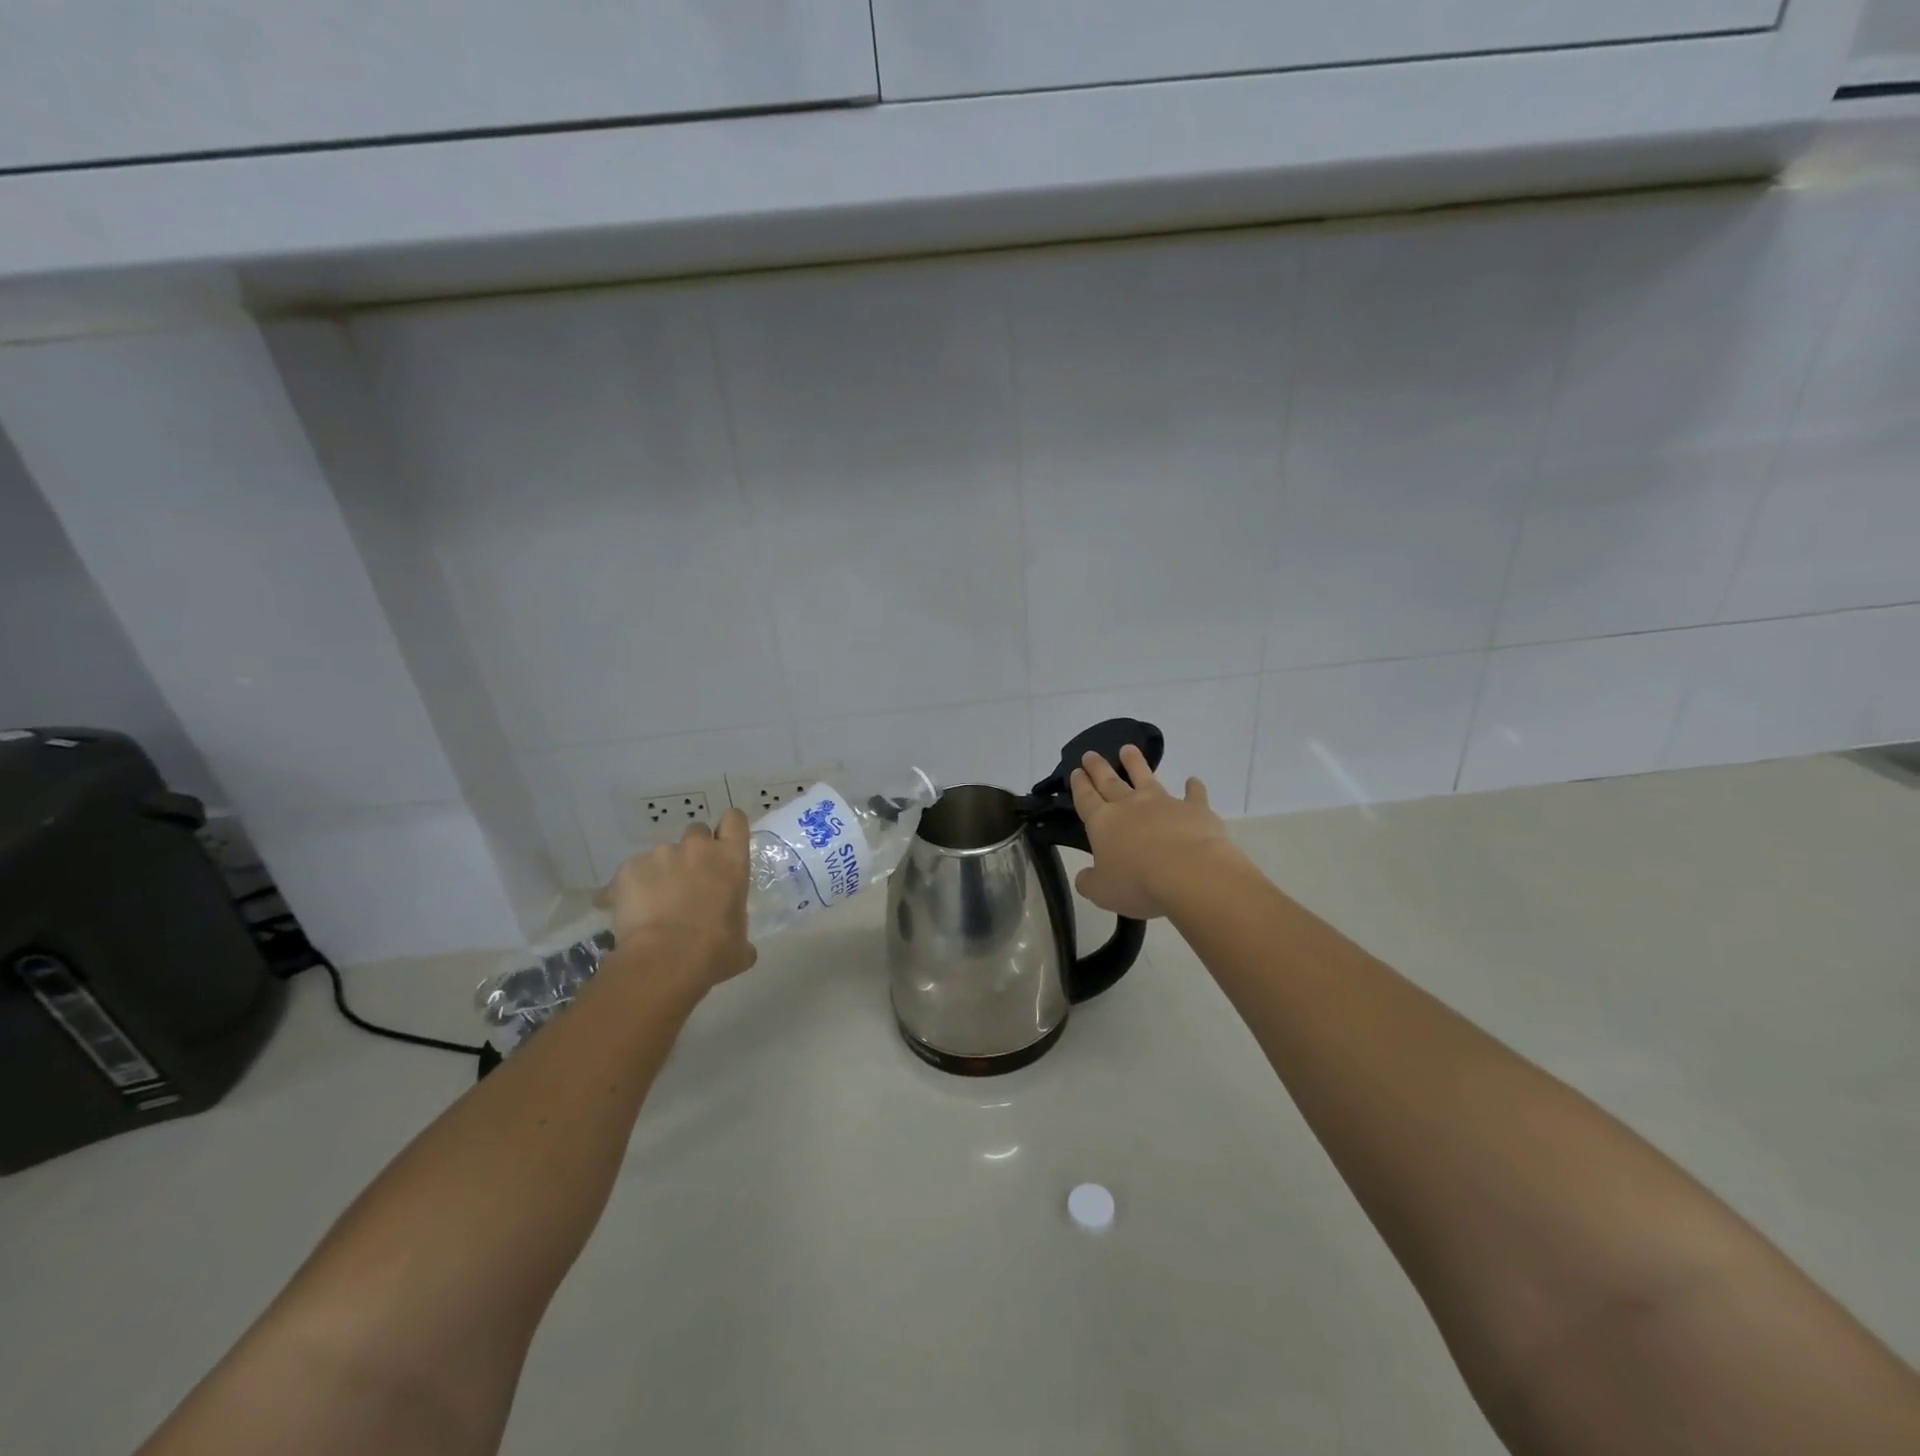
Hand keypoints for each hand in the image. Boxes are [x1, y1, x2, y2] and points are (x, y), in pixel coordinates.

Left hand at [597, 808, 757, 996]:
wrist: (665, 961)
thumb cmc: (714, 951)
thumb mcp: (740, 944)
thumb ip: (739, 930)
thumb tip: (739, 945)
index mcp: (731, 859)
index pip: (735, 820)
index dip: (728, 830)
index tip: (723, 846)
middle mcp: (698, 847)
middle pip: (697, 832)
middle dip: (693, 852)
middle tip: (688, 882)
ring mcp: (661, 854)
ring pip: (661, 854)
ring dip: (661, 872)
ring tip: (653, 906)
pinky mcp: (628, 868)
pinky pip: (630, 873)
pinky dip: (629, 889)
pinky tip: (629, 915)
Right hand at [1069, 745, 1235, 919]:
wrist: (1189, 873)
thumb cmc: (1138, 883)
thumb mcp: (1102, 892)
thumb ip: (1089, 882)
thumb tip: (1084, 877)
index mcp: (1103, 823)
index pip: (1086, 799)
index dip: (1080, 785)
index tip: (1076, 771)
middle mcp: (1130, 806)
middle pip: (1110, 782)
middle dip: (1098, 768)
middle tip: (1090, 754)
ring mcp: (1163, 803)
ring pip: (1146, 777)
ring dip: (1136, 763)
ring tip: (1128, 749)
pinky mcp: (1194, 809)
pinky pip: (1193, 794)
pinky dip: (1194, 787)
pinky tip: (1194, 780)